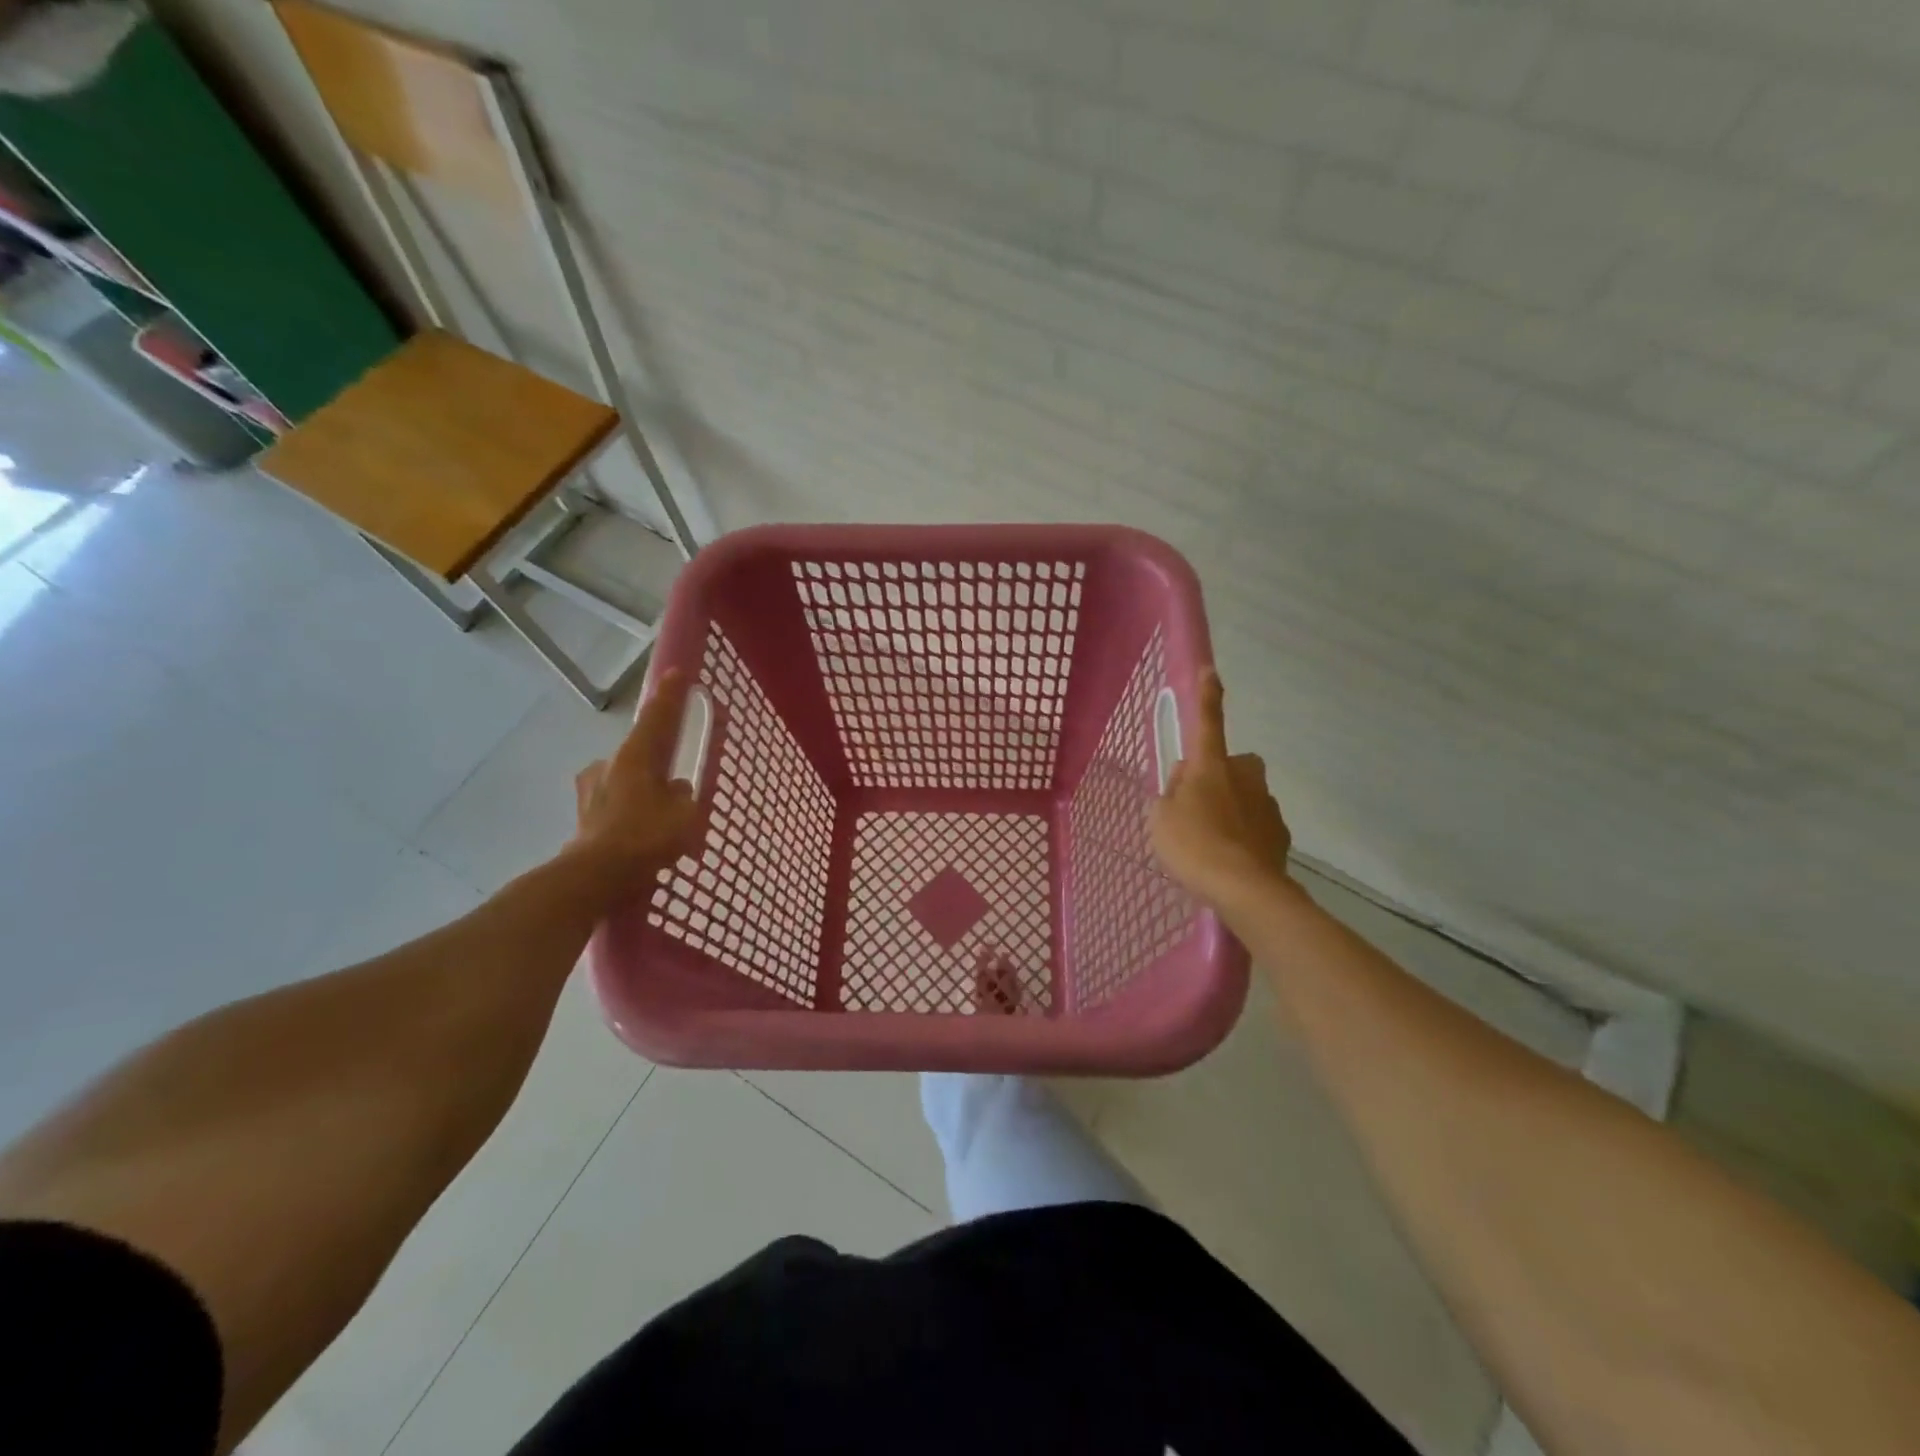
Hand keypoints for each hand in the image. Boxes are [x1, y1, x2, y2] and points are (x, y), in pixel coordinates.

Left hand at [569, 669, 700, 877]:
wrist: (595, 878)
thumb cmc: (645, 838)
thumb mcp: (684, 814)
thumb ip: (684, 795)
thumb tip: (676, 790)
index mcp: (635, 756)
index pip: (657, 717)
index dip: (670, 695)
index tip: (676, 672)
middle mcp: (609, 765)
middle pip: (639, 752)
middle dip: (657, 762)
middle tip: (676, 781)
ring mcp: (591, 791)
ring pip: (625, 781)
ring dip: (642, 790)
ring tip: (659, 817)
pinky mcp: (583, 817)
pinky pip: (615, 806)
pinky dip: (629, 813)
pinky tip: (641, 836)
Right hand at [1150, 670, 1292, 906]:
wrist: (1244, 889)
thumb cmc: (1193, 845)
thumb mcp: (1160, 817)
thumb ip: (1170, 793)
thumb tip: (1185, 780)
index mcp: (1210, 766)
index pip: (1207, 722)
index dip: (1207, 697)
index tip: (1211, 670)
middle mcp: (1243, 776)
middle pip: (1231, 764)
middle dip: (1217, 776)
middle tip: (1194, 804)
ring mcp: (1266, 804)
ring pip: (1244, 795)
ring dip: (1229, 808)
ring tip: (1210, 842)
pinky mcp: (1280, 833)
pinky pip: (1256, 824)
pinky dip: (1244, 835)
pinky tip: (1230, 858)